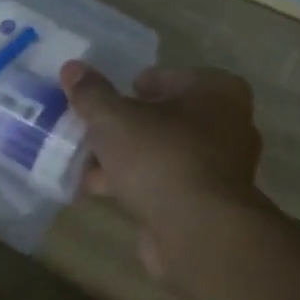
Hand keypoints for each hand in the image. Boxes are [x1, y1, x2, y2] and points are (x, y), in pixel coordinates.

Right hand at [61, 62, 261, 279]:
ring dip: (125, 159)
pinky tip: (97, 190)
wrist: (197, 231)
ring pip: (162, 154)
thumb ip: (91, 93)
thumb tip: (72, 68)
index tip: (103, 101)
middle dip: (125, 127)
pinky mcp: (206, 205)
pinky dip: (134, 185)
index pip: (167, 77)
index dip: (131, 87)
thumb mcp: (113, 118)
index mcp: (217, 92)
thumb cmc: (160, 157)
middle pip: (164, 118)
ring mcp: (220, 169)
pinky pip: (163, 184)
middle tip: (90, 131)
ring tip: (83, 162)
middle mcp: (228, 126)